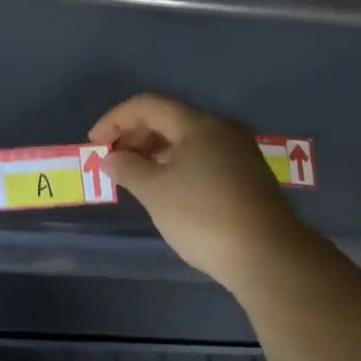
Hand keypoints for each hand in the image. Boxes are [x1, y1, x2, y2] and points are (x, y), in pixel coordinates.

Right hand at [90, 94, 306, 294]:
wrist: (266, 254)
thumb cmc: (203, 216)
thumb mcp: (155, 192)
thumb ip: (128, 168)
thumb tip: (111, 158)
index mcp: (199, 125)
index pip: (148, 105)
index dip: (115, 119)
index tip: (94, 143)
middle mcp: (222, 131)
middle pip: (170, 120)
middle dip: (135, 135)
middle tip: (112, 160)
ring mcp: (239, 154)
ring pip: (188, 141)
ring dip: (155, 152)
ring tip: (134, 176)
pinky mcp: (247, 178)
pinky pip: (203, 159)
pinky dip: (177, 166)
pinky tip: (167, 189)